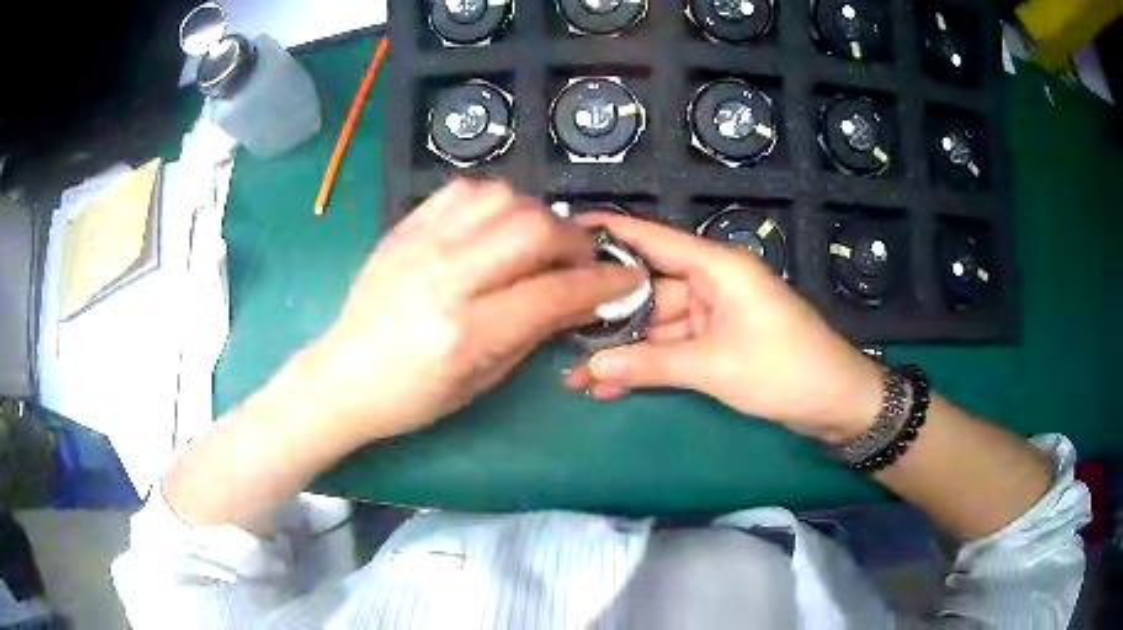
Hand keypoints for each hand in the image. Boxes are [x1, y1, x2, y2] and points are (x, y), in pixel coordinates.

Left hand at [302, 180, 642, 440]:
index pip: (553, 293)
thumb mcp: (480, 381)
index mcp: (465, 333)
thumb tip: (581, 299)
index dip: (601, 284)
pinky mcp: (404, 229)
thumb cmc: (411, 396)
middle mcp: (445, 278)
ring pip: (501, 198)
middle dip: (574, 241)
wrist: (343, 375)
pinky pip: (461, 191)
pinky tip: (496, 225)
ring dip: (535, 214)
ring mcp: (420, 246)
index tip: (627, 279)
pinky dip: (493, 201)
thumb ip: (533, 333)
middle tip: (578, 260)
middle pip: (532, 230)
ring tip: (537, 240)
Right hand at [564, 213, 883, 443]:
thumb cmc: (784, 370)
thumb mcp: (715, 367)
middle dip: (605, 316)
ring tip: (574, 375)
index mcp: (716, 267)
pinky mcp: (718, 345)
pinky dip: (648, 367)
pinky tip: (609, 387)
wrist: (836, 404)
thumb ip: (651, 365)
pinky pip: (673, 351)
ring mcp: (714, 317)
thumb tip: (590, 368)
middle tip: (555, 330)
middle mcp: (711, 284)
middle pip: (647, 291)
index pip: (653, 240)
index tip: (563, 233)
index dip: (609, 233)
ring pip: (656, 328)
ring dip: (622, 352)